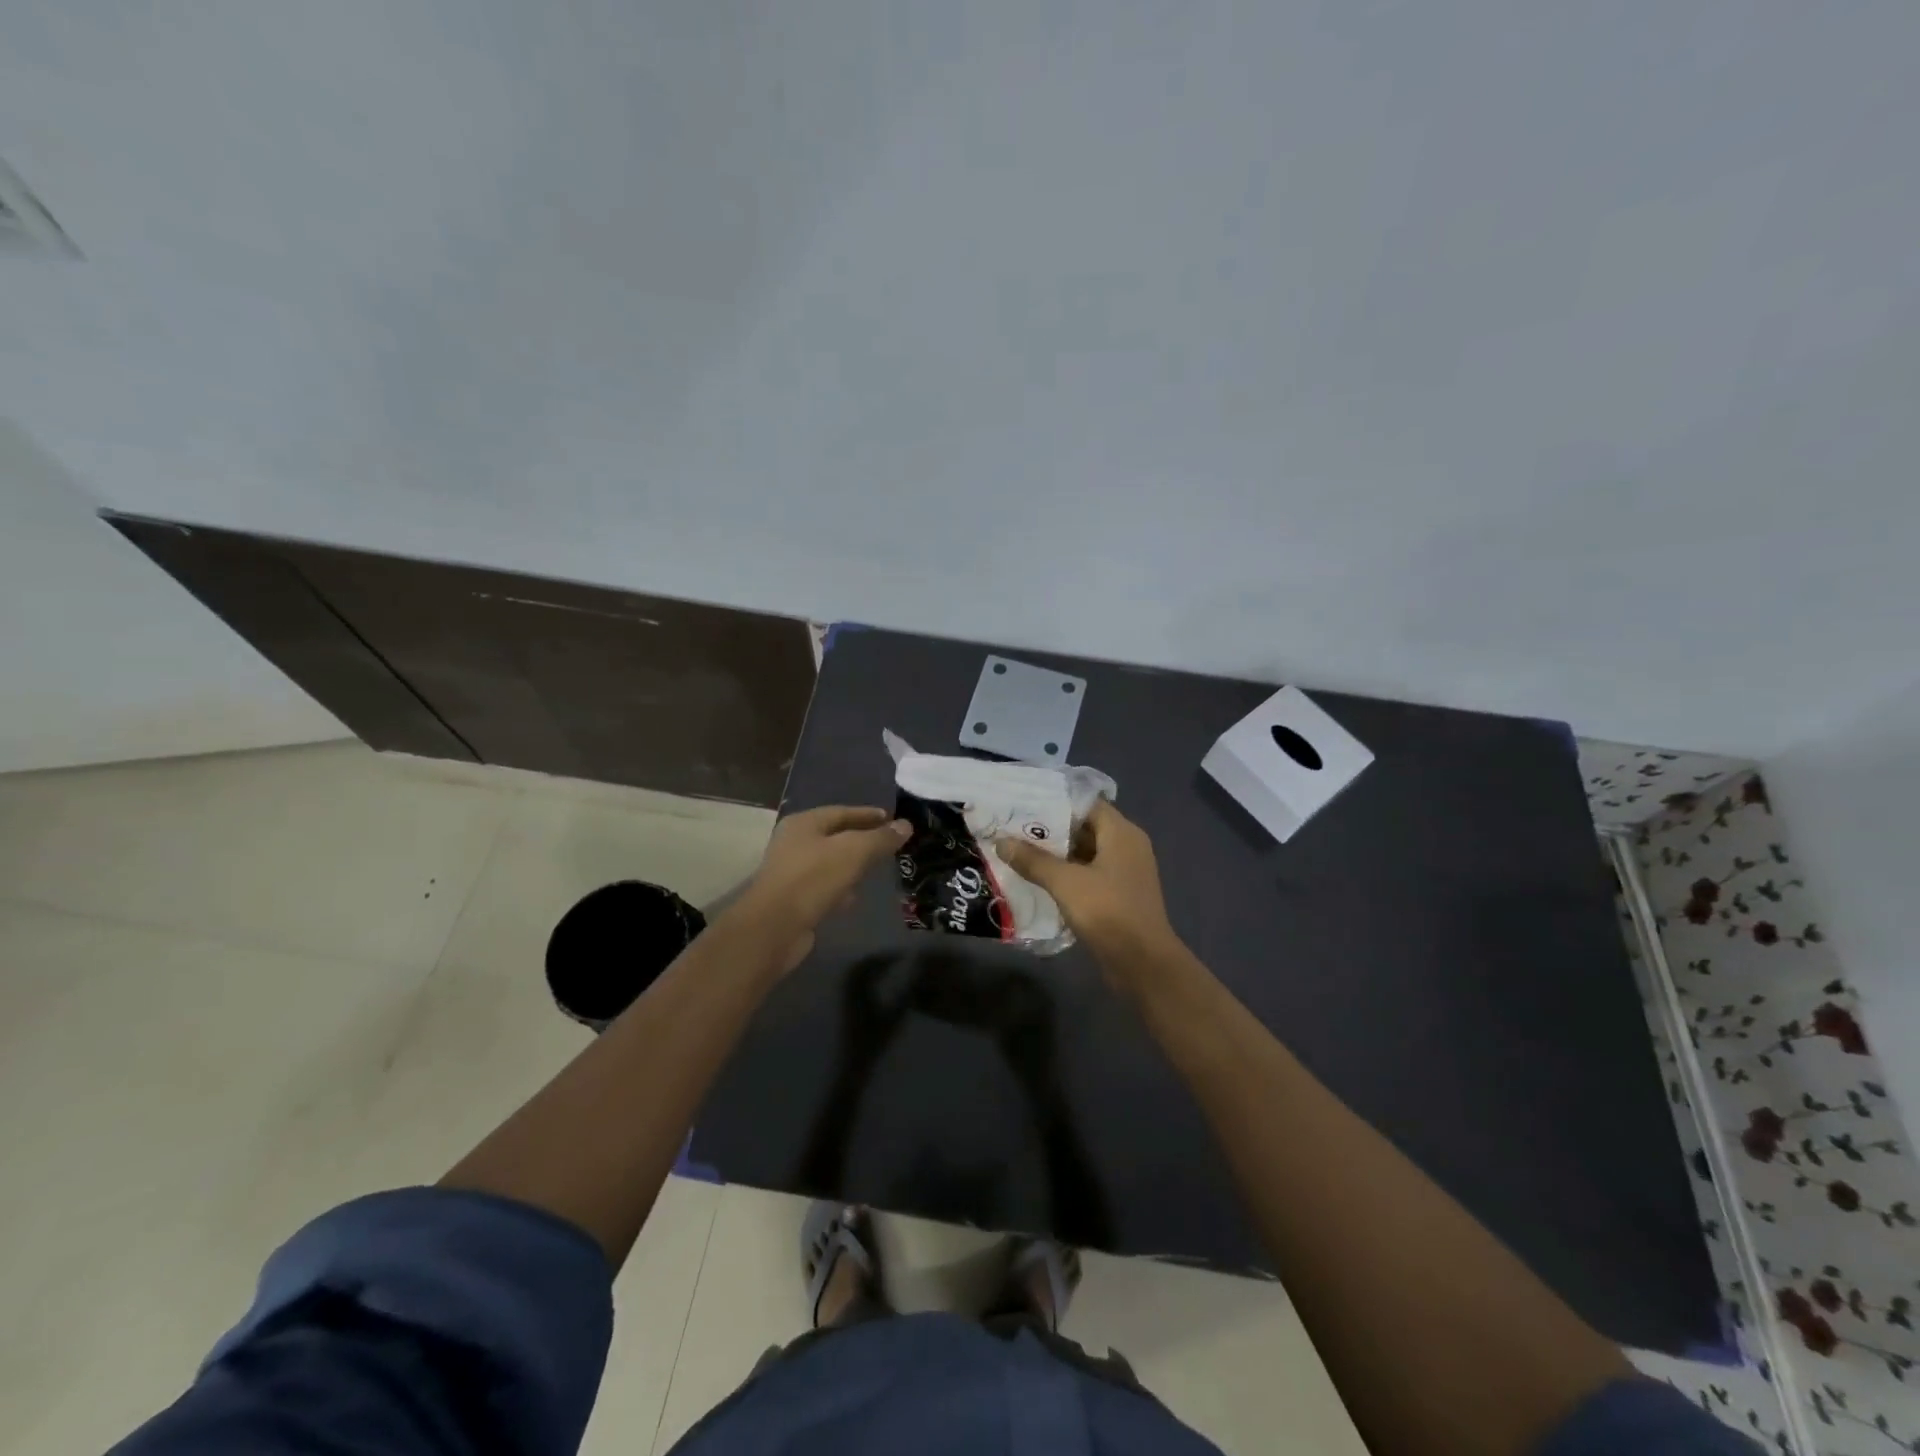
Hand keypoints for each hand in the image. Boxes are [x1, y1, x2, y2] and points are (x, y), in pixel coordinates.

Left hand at [736, 806, 909, 969]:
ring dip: (851, 865)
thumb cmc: (814, 879)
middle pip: (835, 836)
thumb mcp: (854, 852)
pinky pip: (823, 887)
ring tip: (876, 869)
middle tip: (888, 844)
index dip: (868, 814)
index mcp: (804, 823)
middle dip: (861, 839)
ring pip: (830, 863)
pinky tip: (854, 897)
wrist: (774, 928)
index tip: (892, 819)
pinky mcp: (793, 900)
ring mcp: (791, 873)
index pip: (842, 812)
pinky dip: (840, 888)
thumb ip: (880, 838)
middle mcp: (794, 843)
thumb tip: (905, 825)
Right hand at [996, 801, 1175, 967]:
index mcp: (1122, 833)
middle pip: (1084, 827)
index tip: (1023, 802)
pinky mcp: (1117, 896)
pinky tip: (1036, 879)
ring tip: (1017, 850)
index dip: (1055, 801)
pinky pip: (1087, 875)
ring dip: (1055, 854)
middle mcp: (1127, 847)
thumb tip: (1001, 841)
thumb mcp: (1066, 883)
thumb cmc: (1109, 913)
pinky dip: (1065, 875)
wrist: (1143, 965)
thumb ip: (1033, 860)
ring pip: (1084, 853)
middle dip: (1049, 829)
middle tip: (1012, 827)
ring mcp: (1123, 873)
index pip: (1086, 803)